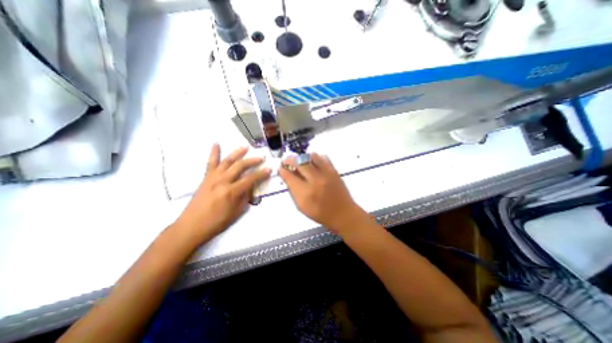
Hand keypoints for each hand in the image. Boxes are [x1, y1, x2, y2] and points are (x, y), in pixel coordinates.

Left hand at [178, 143, 271, 240]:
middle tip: (261, 158)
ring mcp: (213, 178)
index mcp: (231, 191)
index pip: (250, 179)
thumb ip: (245, 198)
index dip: (261, 174)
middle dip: (252, 161)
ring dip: (237, 153)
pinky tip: (216, 144)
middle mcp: (222, 181)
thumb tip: (250, 188)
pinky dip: (213, 153)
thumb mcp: (236, 212)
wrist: (191, 226)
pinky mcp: (206, 178)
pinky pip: (210, 163)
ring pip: (227, 161)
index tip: (269, 169)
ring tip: (245, 147)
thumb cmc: (216, 222)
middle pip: (240, 166)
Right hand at [280, 153, 367, 234]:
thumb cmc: (321, 213)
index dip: (283, 170)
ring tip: (302, 163)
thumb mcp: (302, 206)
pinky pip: (323, 157)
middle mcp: (315, 180)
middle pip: (299, 162)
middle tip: (288, 162)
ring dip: (303, 158)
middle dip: (290, 160)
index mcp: (305, 193)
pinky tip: (314, 164)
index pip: (289, 176)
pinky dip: (316, 158)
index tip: (281, 168)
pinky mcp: (334, 171)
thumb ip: (293, 190)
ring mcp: (326, 174)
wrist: (343, 213)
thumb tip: (288, 177)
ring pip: (311, 156)